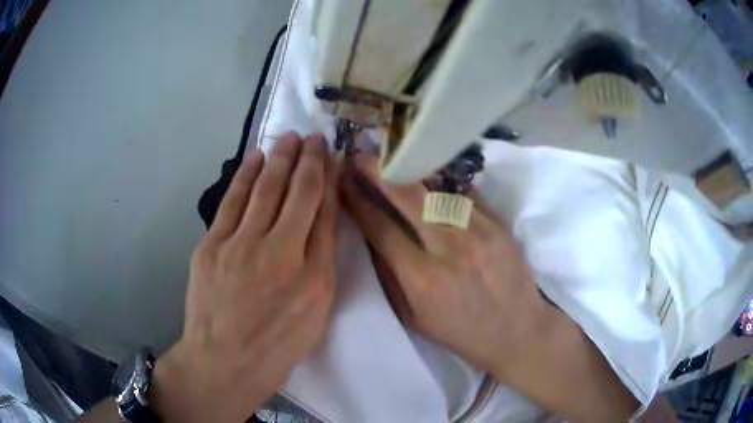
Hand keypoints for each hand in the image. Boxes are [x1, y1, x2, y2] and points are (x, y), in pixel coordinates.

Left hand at [153, 132, 338, 421]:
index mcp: (313, 275)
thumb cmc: (276, 346)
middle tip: (314, 136)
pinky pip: (232, 201)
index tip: (334, 159)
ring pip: (264, 189)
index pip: (325, 213)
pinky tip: (255, 157)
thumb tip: (323, 220)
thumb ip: (321, 263)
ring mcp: (241, 246)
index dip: (330, 181)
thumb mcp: (314, 313)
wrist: (224, 361)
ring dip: (279, 159)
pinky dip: (245, 175)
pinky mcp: (212, 246)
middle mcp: (280, 252)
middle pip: (298, 193)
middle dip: (308, 160)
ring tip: (290, 138)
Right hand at [340, 149, 636, 420]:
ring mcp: (479, 230)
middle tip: (359, 154)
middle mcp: (449, 247)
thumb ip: (389, 275)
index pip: (379, 226)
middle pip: (406, 194)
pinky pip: (463, 190)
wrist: (517, 330)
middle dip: (376, 169)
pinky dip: (440, 180)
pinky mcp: (498, 221)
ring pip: (436, 184)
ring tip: (389, 157)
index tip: (342, 181)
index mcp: (422, 278)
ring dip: (407, 167)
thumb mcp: (412, 317)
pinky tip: (427, 174)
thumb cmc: (460, 332)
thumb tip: (370, 233)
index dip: (356, 199)